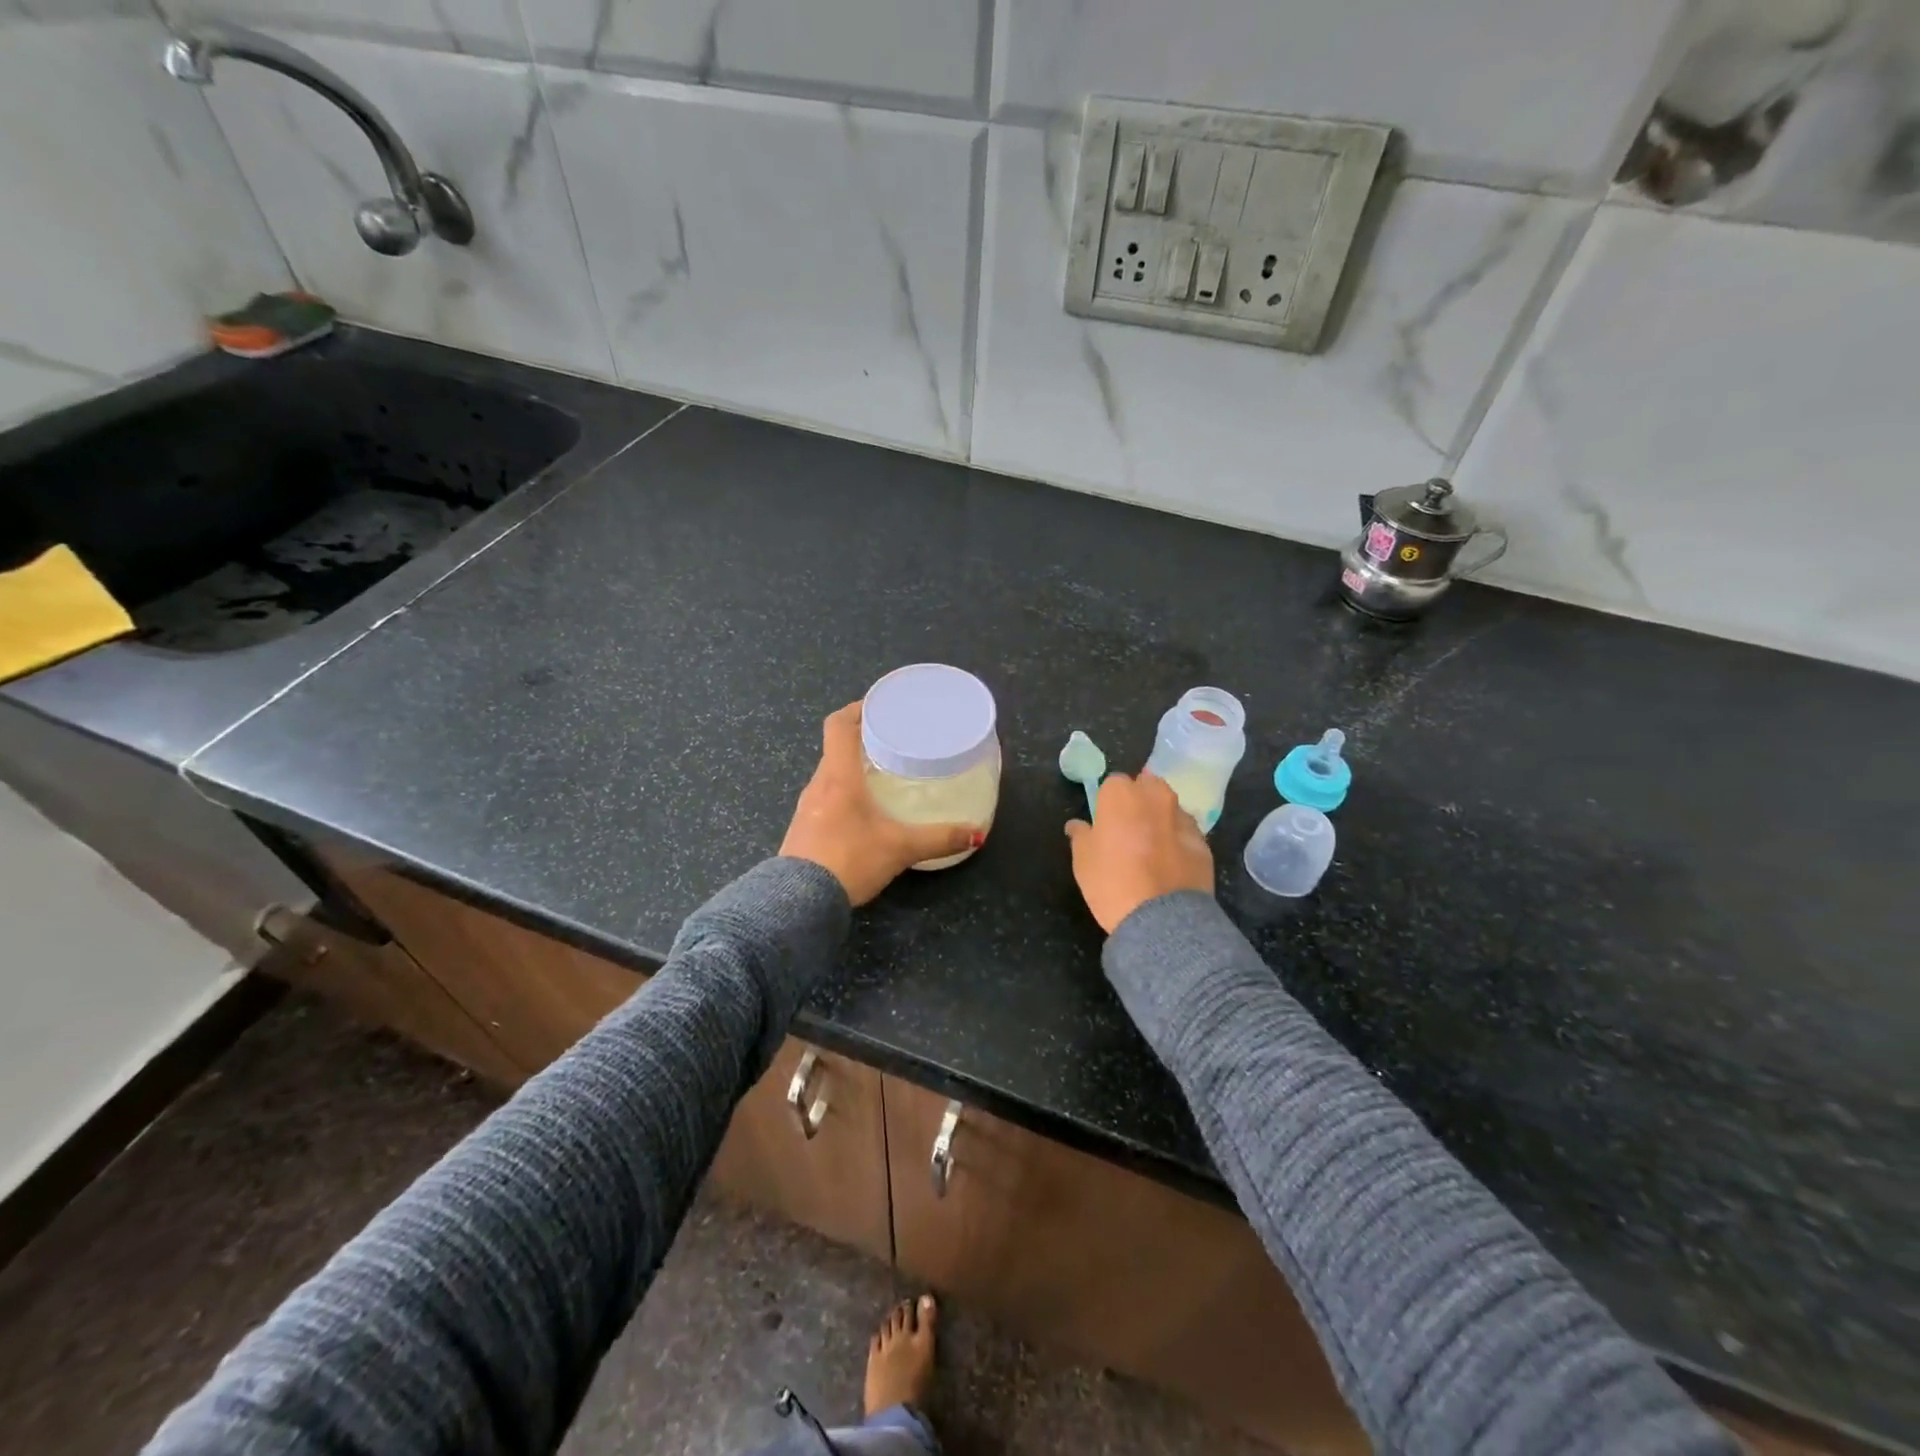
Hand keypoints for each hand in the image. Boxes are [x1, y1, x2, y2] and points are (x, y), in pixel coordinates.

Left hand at [781, 703, 980, 906]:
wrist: (798, 904)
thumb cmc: (849, 860)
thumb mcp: (900, 848)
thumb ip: (939, 839)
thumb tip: (976, 834)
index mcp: (838, 777)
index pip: (838, 726)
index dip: (857, 709)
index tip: (879, 706)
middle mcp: (818, 785)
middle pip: (836, 749)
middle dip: (862, 741)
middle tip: (893, 742)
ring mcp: (807, 808)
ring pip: (830, 776)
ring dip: (852, 769)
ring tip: (881, 775)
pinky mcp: (803, 830)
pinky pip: (825, 799)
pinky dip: (843, 794)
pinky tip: (863, 812)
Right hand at [1065, 772, 1214, 932]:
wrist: (1161, 917)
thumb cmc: (1111, 881)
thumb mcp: (1082, 860)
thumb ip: (1080, 835)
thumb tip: (1077, 825)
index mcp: (1121, 794)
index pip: (1113, 784)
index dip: (1108, 802)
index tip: (1105, 823)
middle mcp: (1155, 796)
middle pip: (1146, 787)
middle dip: (1139, 801)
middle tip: (1128, 830)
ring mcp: (1183, 817)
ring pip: (1169, 808)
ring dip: (1160, 819)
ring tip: (1151, 849)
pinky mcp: (1203, 841)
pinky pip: (1185, 833)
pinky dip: (1178, 841)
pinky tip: (1170, 865)